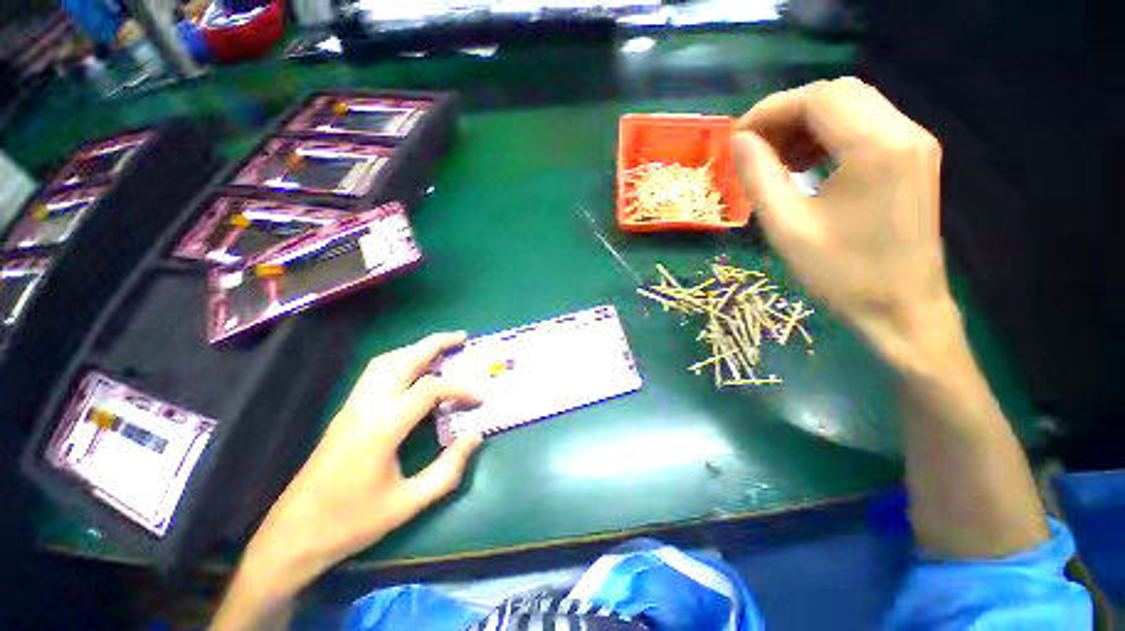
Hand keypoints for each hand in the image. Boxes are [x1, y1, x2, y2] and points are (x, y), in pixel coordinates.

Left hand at [213, 333, 481, 629]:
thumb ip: (447, 470)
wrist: (294, 535)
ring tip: (440, 348)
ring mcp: (352, 407)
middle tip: (462, 337)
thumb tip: (475, 437)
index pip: (429, 390)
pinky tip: (412, 370)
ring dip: (415, 349)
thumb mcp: (408, 503)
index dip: (460, 389)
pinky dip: (399, 360)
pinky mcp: (345, 412)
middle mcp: (366, 408)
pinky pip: (375, 373)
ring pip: (385, 362)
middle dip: (436, 343)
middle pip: (403, 360)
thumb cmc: (352, 522)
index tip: (480, 398)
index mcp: (382, 428)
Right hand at [733, 78, 958, 367]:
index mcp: (875, 147)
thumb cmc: (840, 274)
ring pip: (853, 106)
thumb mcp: (786, 227)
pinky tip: (806, 164)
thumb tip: (738, 141)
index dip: (770, 110)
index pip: (818, 99)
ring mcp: (914, 143)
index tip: (737, 137)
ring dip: (807, 123)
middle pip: (838, 94)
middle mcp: (904, 132)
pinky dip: (829, 134)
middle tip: (753, 146)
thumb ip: (759, 177)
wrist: (901, 308)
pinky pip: (867, 126)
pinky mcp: (914, 158)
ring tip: (775, 157)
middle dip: (787, 113)